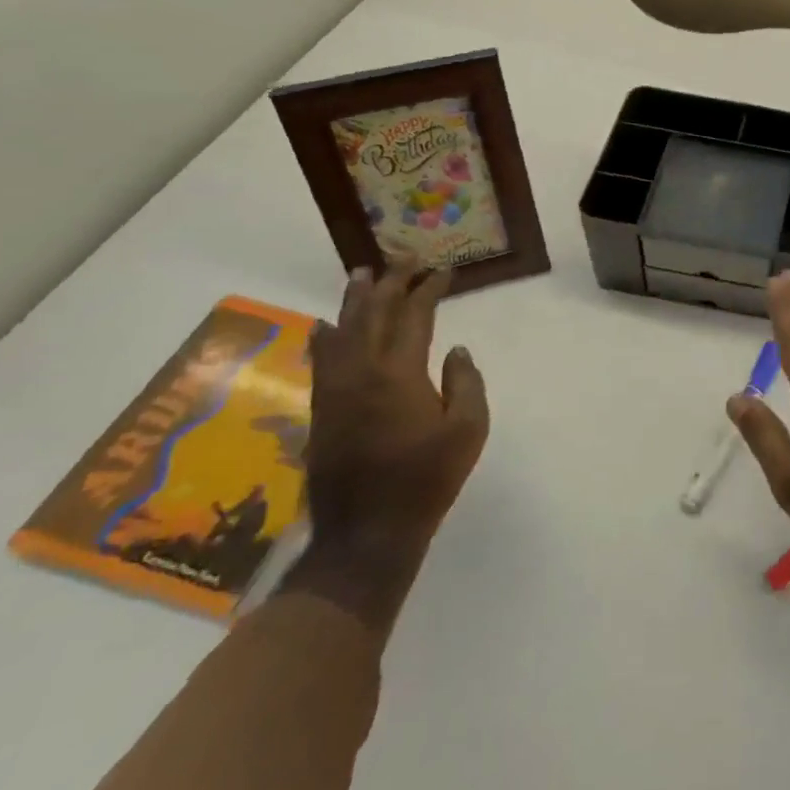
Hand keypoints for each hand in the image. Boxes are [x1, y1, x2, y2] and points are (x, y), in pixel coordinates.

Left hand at [282, 260, 487, 635]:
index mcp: (399, 373)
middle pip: (373, 313)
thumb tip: (455, 351)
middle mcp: (361, 371)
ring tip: (362, 273)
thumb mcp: (468, 429)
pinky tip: (327, 325)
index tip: (443, 270)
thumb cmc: (427, 478)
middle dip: (391, 281)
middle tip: (404, 258)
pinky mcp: (322, 409)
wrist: (367, 532)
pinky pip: (322, 359)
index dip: (429, 289)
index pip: (414, 316)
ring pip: (342, 330)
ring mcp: (335, 390)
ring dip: (355, 300)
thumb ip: (465, 382)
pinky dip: (326, 335)